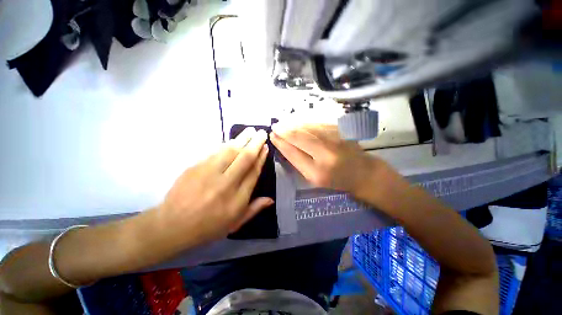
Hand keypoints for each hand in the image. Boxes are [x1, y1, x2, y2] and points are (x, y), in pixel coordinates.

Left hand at [159, 127, 272, 244]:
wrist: (172, 226)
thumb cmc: (208, 227)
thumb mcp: (235, 224)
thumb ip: (254, 209)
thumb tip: (271, 199)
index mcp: (237, 198)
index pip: (253, 172)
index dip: (261, 158)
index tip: (265, 148)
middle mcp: (226, 184)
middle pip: (244, 158)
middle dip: (255, 143)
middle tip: (262, 132)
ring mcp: (209, 174)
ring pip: (230, 151)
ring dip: (242, 139)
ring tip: (250, 130)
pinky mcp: (195, 168)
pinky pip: (215, 152)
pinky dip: (226, 145)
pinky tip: (232, 140)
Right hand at [271, 124, 378, 194]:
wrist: (363, 172)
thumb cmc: (336, 179)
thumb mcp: (313, 177)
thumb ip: (298, 161)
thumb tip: (283, 144)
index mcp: (317, 171)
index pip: (293, 153)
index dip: (281, 143)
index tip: (272, 136)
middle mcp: (326, 153)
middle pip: (299, 136)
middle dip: (284, 130)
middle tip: (274, 126)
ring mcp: (335, 138)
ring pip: (308, 127)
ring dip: (293, 124)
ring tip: (283, 123)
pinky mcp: (340, 129)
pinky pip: (317, 123)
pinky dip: (305, 122)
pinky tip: (297, 122)